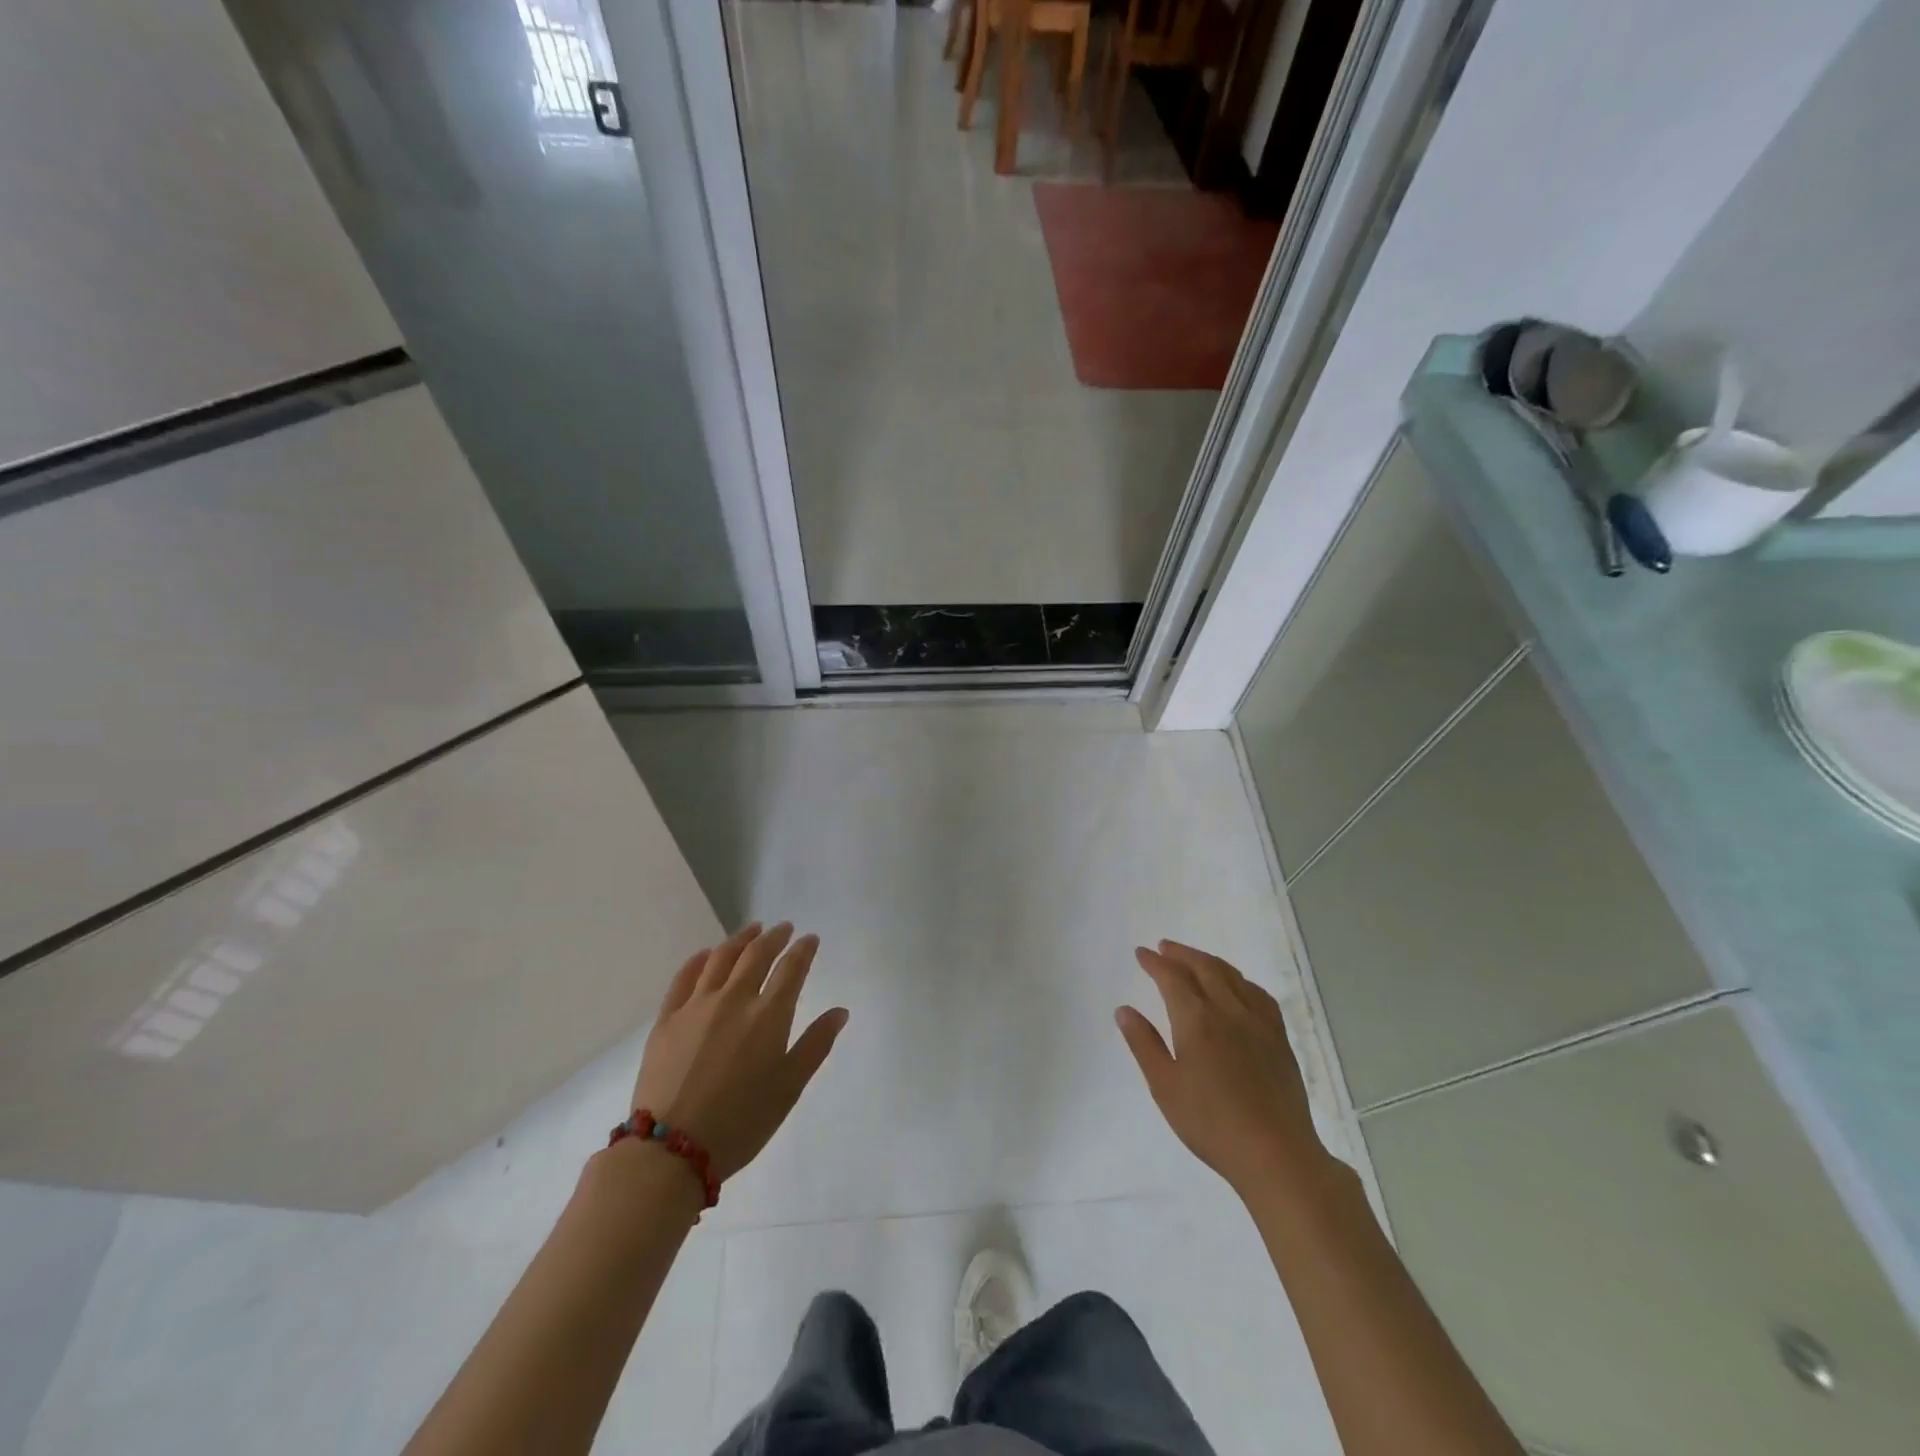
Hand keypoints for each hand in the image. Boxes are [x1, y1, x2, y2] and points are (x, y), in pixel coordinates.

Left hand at [631, 922, 847, 1182]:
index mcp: (769, 1015)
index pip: (791, 969)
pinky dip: (699, 959)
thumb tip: (840, 1011)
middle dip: (774, 937)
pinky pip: (684, 977)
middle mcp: (734, 999)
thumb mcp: (789, 1088)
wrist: (672, 1150)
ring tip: (752, 930)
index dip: (803, 950)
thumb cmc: (742, 1122)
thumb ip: (815, 1045)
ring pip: (721, 958)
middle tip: (783, 928)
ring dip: (740, 939)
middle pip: (757, 955)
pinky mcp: (667, 1019)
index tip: (810, 938)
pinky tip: (707, 954)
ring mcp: (697, 1005)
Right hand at [1117, 940, 1325, 1197]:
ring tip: (1195, 960)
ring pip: (1232, 976)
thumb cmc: (1211, 1123)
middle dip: (1181, 954)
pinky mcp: (1279, 1038)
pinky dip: (1240, 981)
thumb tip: (1124, 1010)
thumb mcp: (1165, 1087)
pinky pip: (1258, 994)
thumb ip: (1144, 1044)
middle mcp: (1228, 1010)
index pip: (1172, 978)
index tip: (1142, 953)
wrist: (1275, 1153)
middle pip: (1204, 968)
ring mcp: (1258, 1022)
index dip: (1155, 963)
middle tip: (1164, 948)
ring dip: (1209, 961)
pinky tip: (1238, 988)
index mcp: (1196, 1019)